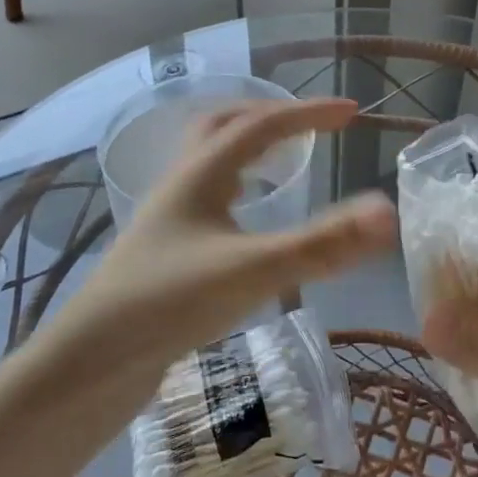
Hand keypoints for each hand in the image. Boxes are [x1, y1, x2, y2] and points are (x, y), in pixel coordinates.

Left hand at [52, 97, 397, 381]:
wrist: (91, 363)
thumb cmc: (169, 304)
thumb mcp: (252, 271)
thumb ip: (321, 244)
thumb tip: (386, 212)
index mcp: (200, 173)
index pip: (261, 125)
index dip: (308, 114)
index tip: (352, 113)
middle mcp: (181, 184)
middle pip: (224, 127)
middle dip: (271, 118)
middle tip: (311, 128)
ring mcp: (170, 218)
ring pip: (211, 163)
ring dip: (249, 151)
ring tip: (283, 164)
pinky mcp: (167, 251)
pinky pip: (207, 199)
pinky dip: (237, 190)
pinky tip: (248, 222)